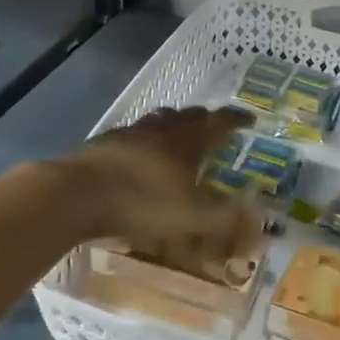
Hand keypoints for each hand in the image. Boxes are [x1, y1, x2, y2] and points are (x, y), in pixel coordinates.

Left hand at [61, 107, 258, 262]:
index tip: (249, 119)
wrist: (76, 195)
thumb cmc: (141, 203)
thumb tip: (264, 223)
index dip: (236, 120)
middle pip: (189, 116)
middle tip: (214, 129)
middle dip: (205, 120)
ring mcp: (130, 132)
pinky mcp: (104, 142)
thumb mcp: (191, 219)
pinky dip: (144, 139)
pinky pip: (133, 133)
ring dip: (174, 124)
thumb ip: (228, 221)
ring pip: (159, 120)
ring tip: (178, 136)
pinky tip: (138, 154)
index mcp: (188, 141)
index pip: (220, 122)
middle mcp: (162, 129)